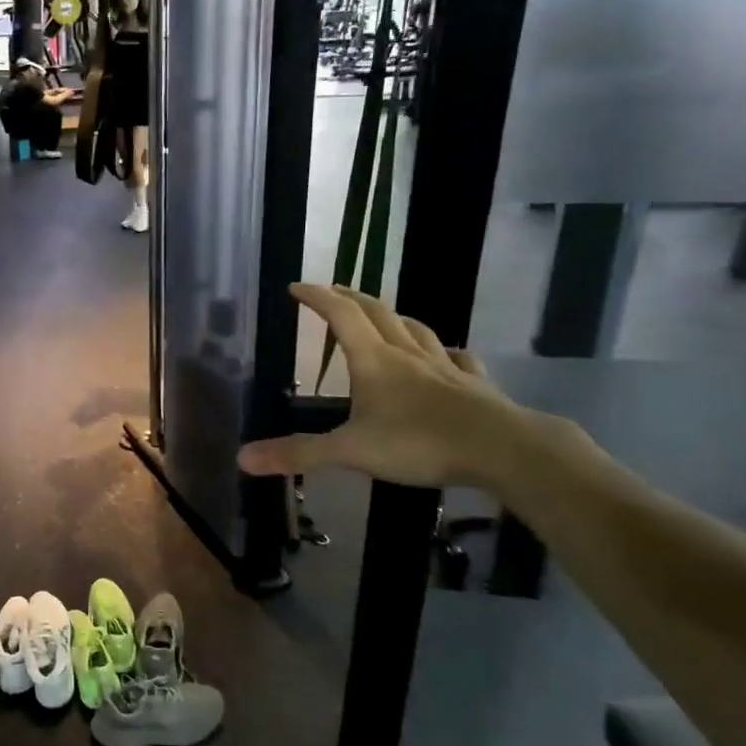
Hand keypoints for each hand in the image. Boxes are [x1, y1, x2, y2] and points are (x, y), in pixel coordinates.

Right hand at [237, 284, 535, 489]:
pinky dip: (444, 351)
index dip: (316, 297)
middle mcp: (407, 354)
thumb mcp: (350, 451)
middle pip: (377, 313)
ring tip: (383, 317)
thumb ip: (299, 453)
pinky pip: (457, 358)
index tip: (296, 286)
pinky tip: (447, 356)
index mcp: (374, 361)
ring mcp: (445, 367)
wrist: (503, 450)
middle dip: (350, 298)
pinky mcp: (475, 385)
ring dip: (394, 317)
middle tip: (332, 292)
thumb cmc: (420, 443)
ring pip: (416, 329)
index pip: (340, 316)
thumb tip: (242, 459)